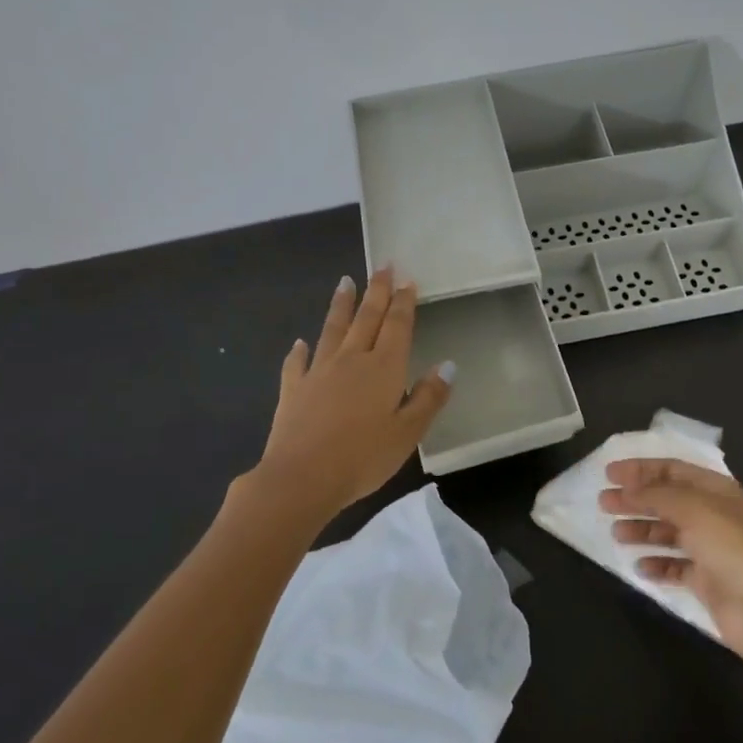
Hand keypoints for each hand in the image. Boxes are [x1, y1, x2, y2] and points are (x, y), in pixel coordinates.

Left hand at [249, 268, 453, 523]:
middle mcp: (352, 360)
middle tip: (383, 265)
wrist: (302, 477)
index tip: (407, 279)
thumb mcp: (408, 433)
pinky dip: (299, 351)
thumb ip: (429, 397)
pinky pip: (297, 363)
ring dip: (341, 305)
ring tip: (345, 282)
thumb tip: (449, 365)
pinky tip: (299, 343)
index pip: (397, 326)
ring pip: (332, 330)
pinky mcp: (293, 390)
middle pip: (367, 318)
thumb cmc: (363, 457)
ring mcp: (319, 372)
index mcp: (384, 368)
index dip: (404, 302)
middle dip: (377, 291)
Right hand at [600, 458, 742, 673]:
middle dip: (635, 498)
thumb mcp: (696, 511)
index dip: (640, 469)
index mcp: (717, 491)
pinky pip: (674, 566)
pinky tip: (639, 567)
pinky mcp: (707, 581)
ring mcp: (711, 550)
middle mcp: (714, 516)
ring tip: (616, 534)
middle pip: (667, 500)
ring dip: (642, 529)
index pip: (673, 470)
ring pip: (668, 532)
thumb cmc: (736, 552)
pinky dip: (656, 564)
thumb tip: (629, 487)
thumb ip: (659, 495)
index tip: (609, 474)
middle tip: (603, 503)